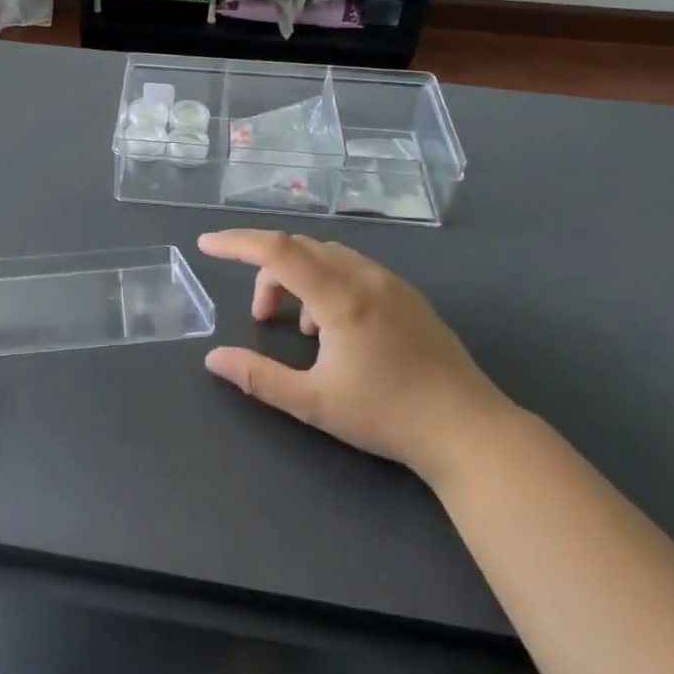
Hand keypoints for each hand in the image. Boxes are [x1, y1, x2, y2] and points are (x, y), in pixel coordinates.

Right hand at [198, 231, 517, 482]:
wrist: (468, 430)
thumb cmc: (387, 416)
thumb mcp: (313, 402)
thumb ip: (258, 377)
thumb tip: (213, 358)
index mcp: (340, 297)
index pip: (277, 250)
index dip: (236, 243)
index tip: (206, 246)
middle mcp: (365, 277)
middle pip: (299, 248)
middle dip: (267, 272)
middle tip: (261, 319)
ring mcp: (391, 282)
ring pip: (327, 256)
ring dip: (298, 277)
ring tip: (301, 330)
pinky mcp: (408, 295)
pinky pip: (352, 268)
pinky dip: (326, 282)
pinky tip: (334, 328)